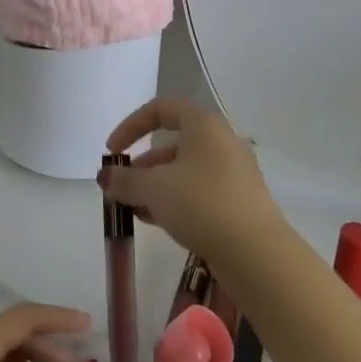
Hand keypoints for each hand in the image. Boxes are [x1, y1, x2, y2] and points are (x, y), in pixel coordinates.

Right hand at [102, 98, 287, 264]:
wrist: (255, 252)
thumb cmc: (201, 203)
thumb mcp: (154, 189)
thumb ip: (125, 180)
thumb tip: (105, 177)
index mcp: (204, 124)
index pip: (161, 109)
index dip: (131, 126)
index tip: (112, 152)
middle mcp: (221, 141)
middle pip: (172, 143)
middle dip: (142, 166)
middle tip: (121, 189)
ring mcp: (233, 172)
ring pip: (185, 171)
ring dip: (156, 186)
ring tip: (134, 210)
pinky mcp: (238, 201)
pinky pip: (199, 191)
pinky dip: (175, 200)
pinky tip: (157, 222)